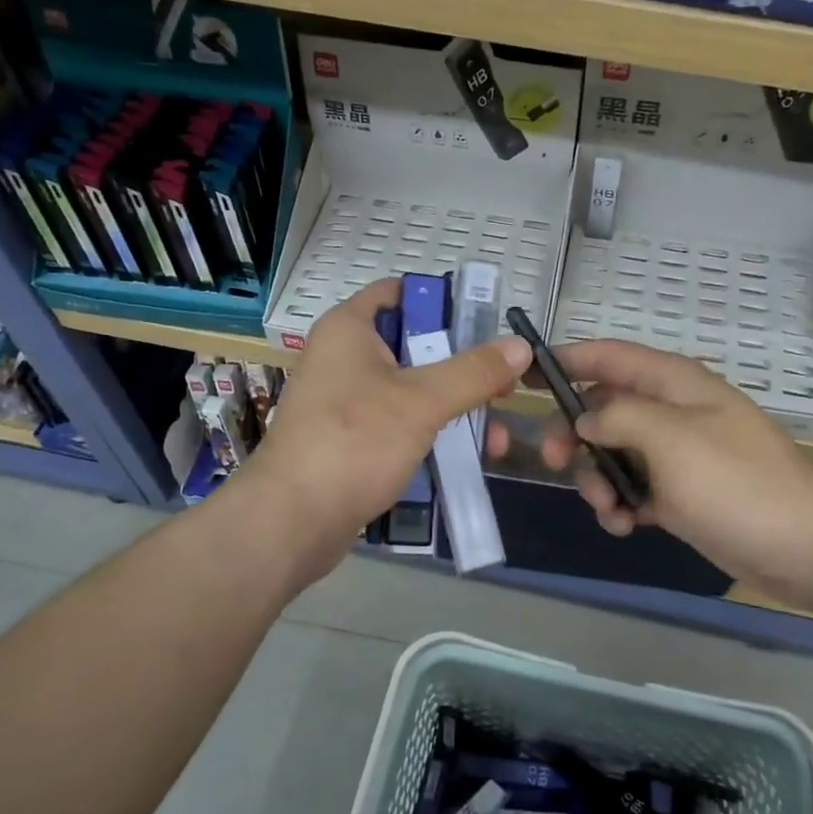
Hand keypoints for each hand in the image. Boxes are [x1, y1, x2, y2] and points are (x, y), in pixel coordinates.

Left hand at [237, 279, 531, 590]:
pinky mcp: (349, 441)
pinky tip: (465, 458)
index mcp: (349, 329)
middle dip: (462, 368)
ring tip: (494, 439)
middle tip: (503, 389)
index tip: (486, 327)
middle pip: (414, 346)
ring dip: (453, 409)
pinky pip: (398, 425)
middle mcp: (343, 358)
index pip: (400, 292)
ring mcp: (344, 402)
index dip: (444, 303)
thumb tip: (521, 346)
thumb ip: (474, 372)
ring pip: (410, 391)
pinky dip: (429, 435)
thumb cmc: (353, 442)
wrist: (292, 521)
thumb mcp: (422, 401)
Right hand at [502, 339, 812, 609]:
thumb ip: (618, 416)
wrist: (806, 548)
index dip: (565, 359)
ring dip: (598, 479)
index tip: (522, 374)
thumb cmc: (736, 484)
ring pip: (613, 453)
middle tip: (555, 462)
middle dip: (574, 434)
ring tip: (610, 509)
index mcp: (674, 383)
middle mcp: (672, 412)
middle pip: (603, 407)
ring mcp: (677, 455)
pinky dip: (621, 505)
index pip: (609, 355)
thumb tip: (585, 419)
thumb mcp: (670, 439)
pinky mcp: (682, 495)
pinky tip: (627, 527)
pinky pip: (634, 489)